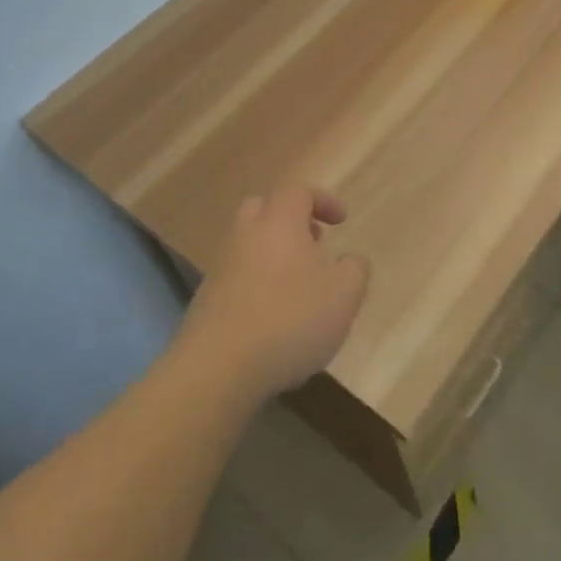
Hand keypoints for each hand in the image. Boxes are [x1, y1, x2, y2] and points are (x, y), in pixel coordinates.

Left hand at [179, 186, 369, 401]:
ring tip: (299, 285)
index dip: (322, 200)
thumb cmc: (290, 320)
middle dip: (291, 219)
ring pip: (249, 244)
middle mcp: (245, 235)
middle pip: (264, 208)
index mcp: (279, 222)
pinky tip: (274, 316)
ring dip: (274, 253)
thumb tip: (350, 259)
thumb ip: (355, 269)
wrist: (218, 368)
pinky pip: (237, 276)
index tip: (341, 220)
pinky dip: (257, 283)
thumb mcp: (344, 295)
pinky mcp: (206, 300)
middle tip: (313, 242)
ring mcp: (220, 267)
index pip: (298, 192)